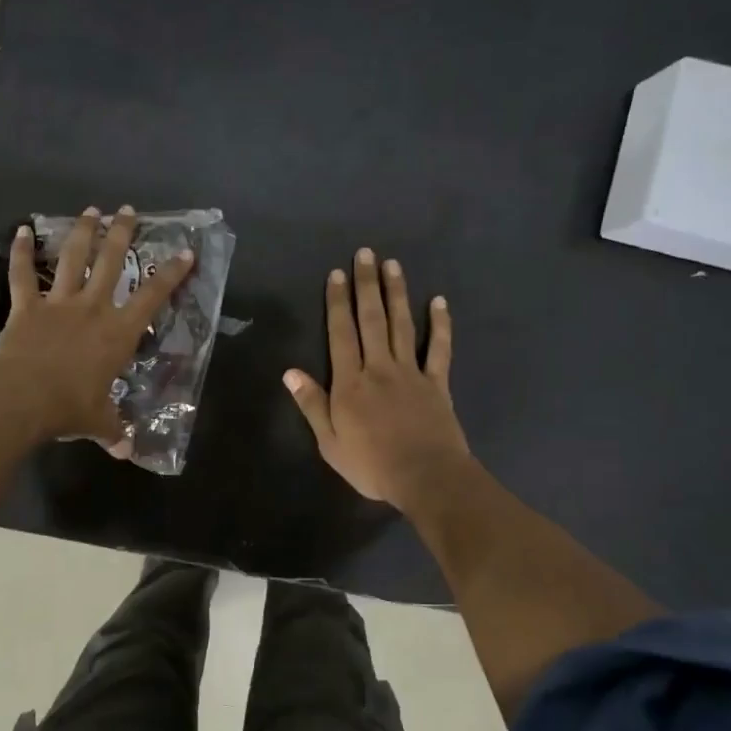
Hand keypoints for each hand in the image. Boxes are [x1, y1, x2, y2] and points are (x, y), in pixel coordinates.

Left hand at [0, 206, 193, 449]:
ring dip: (82, 232)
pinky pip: (23, 275)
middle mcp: (93, 308)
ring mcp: (58, 303)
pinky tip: (21, 229)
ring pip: (73, 258)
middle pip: (112, 262)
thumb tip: (126, 453)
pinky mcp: (27, 307)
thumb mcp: (98, 422)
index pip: (153, 296)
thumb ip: (114, 432)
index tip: (185, 251)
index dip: (172, 273)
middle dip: (121, 233)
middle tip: (128, 211)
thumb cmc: (69, 408)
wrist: (22, 399)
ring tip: (91, 210)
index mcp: (118, 332)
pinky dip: (21, 252)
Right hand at [284, 247, 469, 509]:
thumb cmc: (372, 464)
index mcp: (351, 383)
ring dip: (397, 293)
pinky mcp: (437, 383)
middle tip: (365, 254)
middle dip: (366, 286)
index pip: (341, 334)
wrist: (425, 477)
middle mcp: (379, 368)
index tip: (337, 274)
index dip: (337, 303)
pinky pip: (439, 349)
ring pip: (402, 325)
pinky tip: (439, 302)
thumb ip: (312, 404)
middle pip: (372, 320)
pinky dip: (440, 325)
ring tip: (392, 265)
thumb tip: (289, 372)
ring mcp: (411, 372)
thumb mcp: (330, 442)